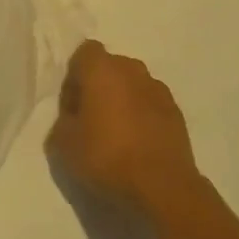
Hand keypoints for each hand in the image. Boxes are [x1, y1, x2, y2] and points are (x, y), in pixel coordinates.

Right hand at [46, 41, 204, 213]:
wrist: (162, 186)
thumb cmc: (106, 157)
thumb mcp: (62, 142)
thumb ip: (63, 119)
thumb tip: (74, 115)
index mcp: (102, 69)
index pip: (84, 52)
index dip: (75, 75)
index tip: (72, 104)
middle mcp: (132, 70)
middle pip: (110, 66)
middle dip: (99, 85)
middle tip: (90, 118)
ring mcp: (158, 90)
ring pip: (132, 85)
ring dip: (122, 100)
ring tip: (116, 133)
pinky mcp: (177, 112)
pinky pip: (150, 104)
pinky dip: (142, 115)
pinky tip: (137, 143)